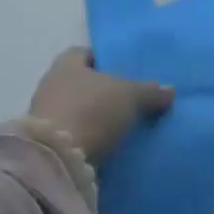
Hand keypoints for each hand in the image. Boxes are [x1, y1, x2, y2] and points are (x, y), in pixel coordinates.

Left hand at [27, 48, 173, 163]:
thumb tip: (169, 90)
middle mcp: (50, 85)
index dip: (102, 59)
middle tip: (128, 97)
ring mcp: (44, 116)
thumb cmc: (92, 110)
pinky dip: (88, 136)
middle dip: (101, 90)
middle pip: (79, 82)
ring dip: (94, 115)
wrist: (57, 160)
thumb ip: (150, 91)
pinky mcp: (46, 144)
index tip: (123, 68)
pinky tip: (108, 142)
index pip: (83, 53)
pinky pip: (73, 133)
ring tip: (122, 123)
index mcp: (66, 64)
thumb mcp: (131, 96)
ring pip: (76, 108)